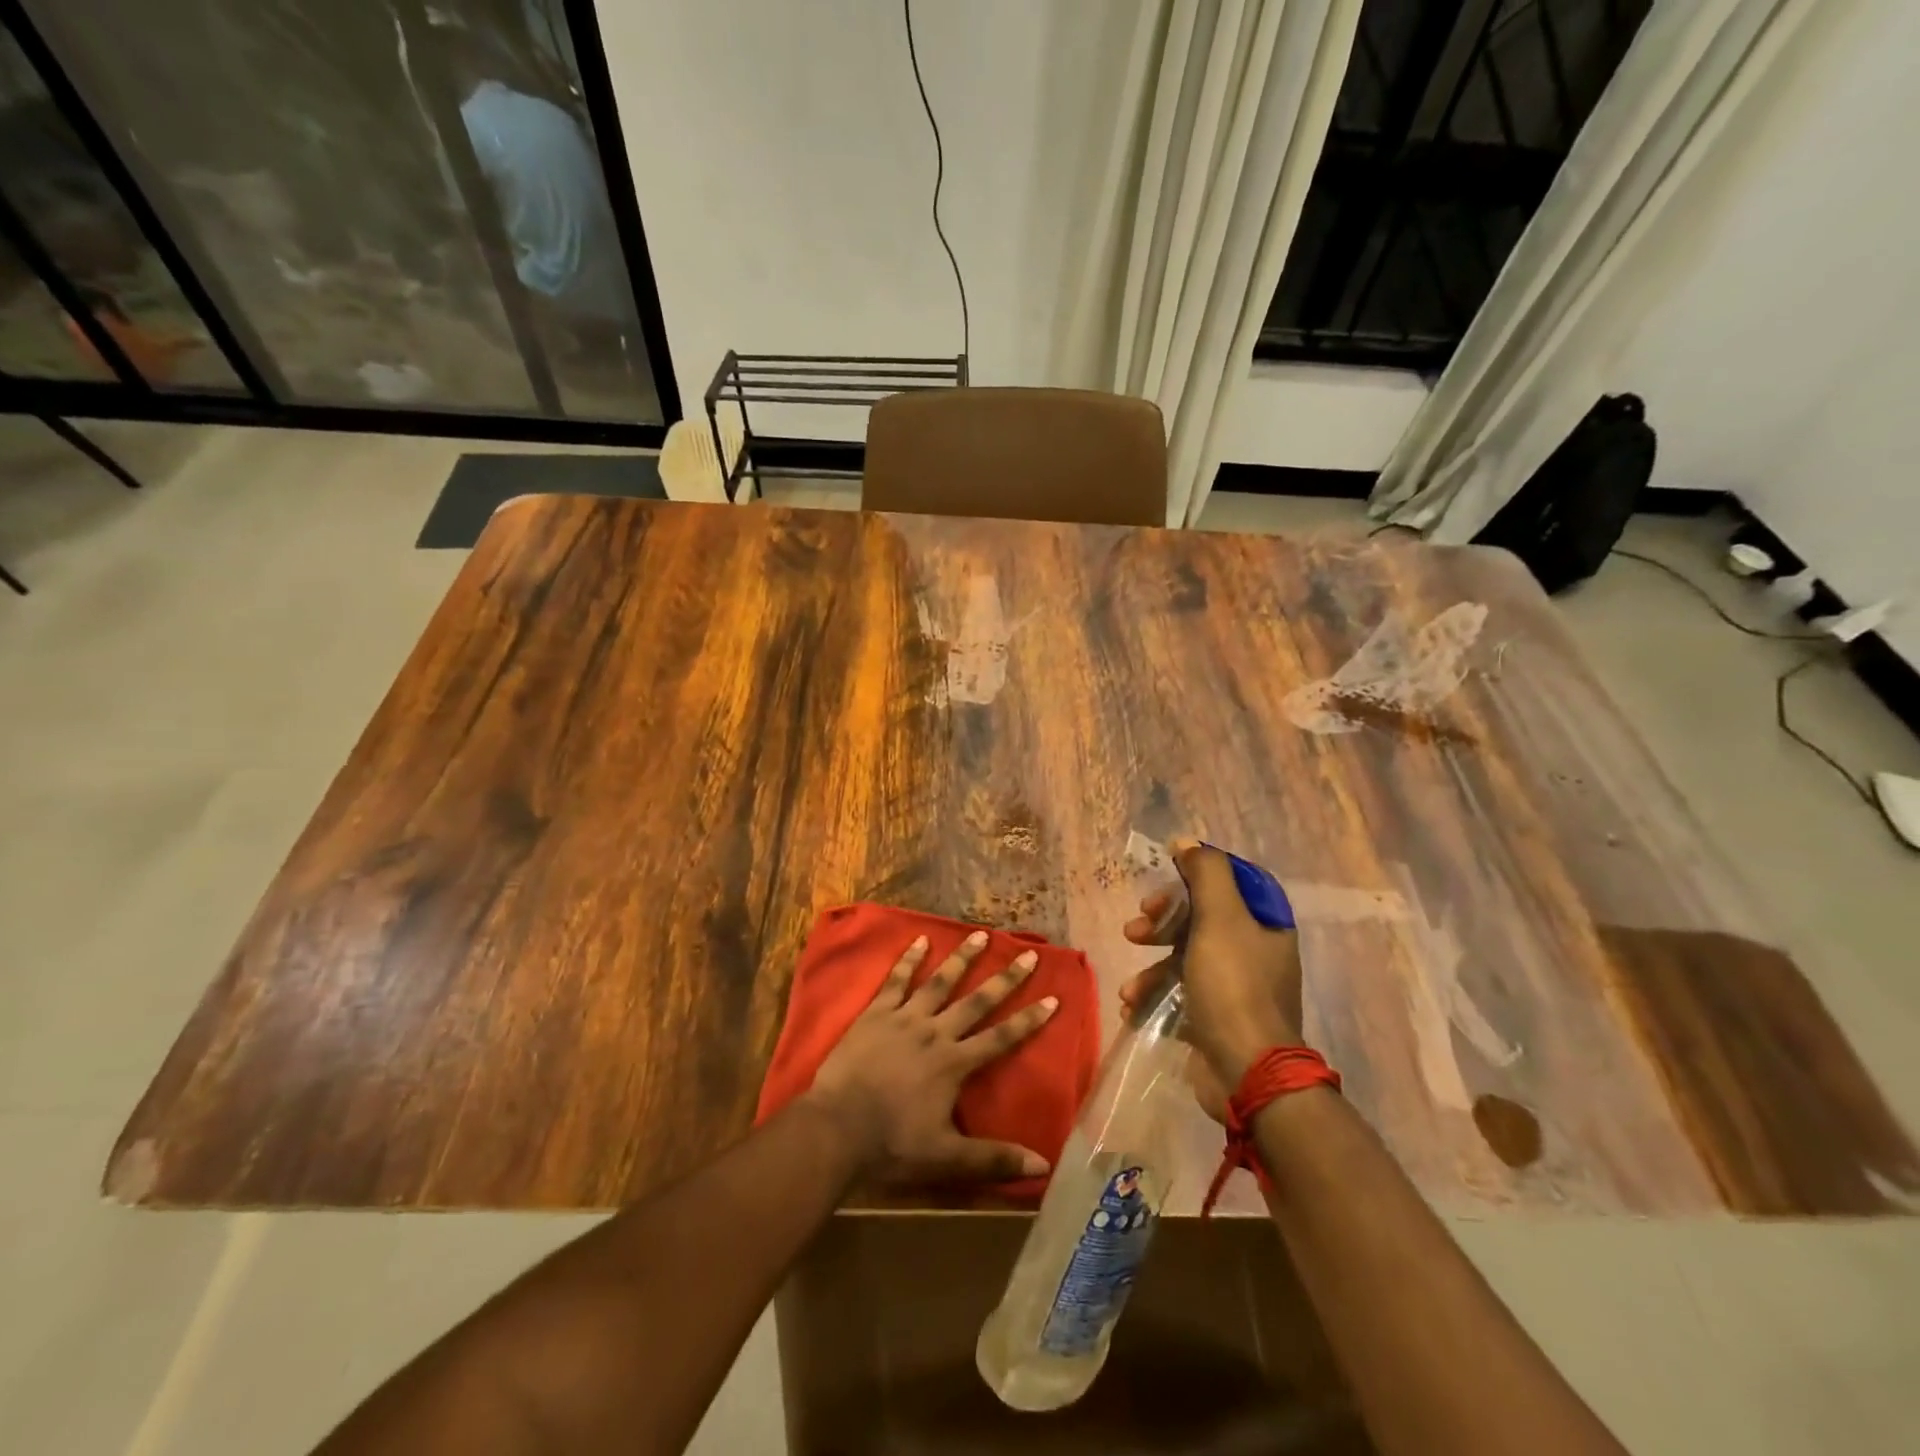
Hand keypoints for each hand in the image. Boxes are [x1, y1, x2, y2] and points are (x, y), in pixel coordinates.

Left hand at [807, 930, 1058, 1183]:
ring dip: (961, 959)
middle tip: (1027, 955)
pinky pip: (896, 981)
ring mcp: (904, 1018)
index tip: (1053, 998)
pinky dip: (908, 960)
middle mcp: (934, 1033)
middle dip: (1004, 979)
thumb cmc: (891, 1144)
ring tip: (979, 934)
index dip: (1028, 1020)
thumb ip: (993, 1159)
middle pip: (976, 1002)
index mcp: (953, 1064)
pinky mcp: (876, 1013)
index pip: (1000, 1038)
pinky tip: (919, 941)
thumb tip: (1042, 1165)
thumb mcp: (946, 1158)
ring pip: (939, 982)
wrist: (836, 1127)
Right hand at [1119, 837, 1303, 1093]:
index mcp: (1265, 924)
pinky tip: (1133, 1006)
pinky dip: (1154, 997)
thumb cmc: (1233, 986)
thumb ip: (1206, 873)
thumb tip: (1186, 842)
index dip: (1194, 875)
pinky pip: (1179, 994)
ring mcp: (1236, 988)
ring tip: (1130, 987)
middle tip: (1136, 928)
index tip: (1164, 879)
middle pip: (1200, 918)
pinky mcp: (1215, 1018)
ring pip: (1183, 958)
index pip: (1230, 881)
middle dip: (1161, 922)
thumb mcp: (1220, 919)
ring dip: (1150, 968)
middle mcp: (1255, 952)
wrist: (1246, 1073)